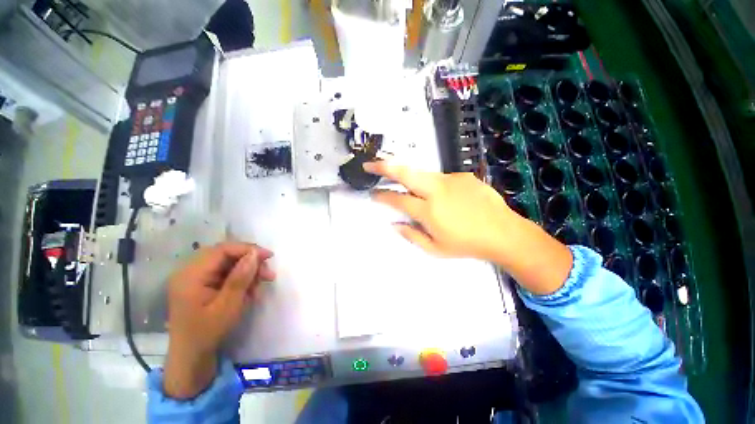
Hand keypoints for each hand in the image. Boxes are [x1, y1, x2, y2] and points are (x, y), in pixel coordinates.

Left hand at [163, 242, 274, 398]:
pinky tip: (250, 289)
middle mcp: (190, 271)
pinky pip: (225, 272)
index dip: (247, 249)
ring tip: (260, 284)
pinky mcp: (201, 283)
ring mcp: (195, 277)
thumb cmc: (208, 332)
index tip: (269, 257)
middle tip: (267, 273)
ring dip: (247, 270)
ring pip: (227, 262)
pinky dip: (240, 277)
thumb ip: (240, 278)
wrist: (191, 355)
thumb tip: (254, 254)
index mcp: (191, 275)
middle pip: (225, 254)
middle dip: (249, 260)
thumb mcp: (228, 306)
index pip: (222, 250)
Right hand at [364, 161, 571, 294]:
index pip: (398, 199)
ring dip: (410, 178)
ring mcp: (451, 179)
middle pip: (405, 173)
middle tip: (371, 164)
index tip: (373, 193)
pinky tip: (447, 199)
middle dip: (384, 167)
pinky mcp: (462, 175)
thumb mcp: (435, 249)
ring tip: (415, 191)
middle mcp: (437, 190)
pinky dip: (435, 186)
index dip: (382, 196)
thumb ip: (411, 235)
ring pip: (422, 173)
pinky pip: (441, 179)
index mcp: (429, 211)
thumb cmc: (466, 245)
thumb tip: (394, 224)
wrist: (503, 232)